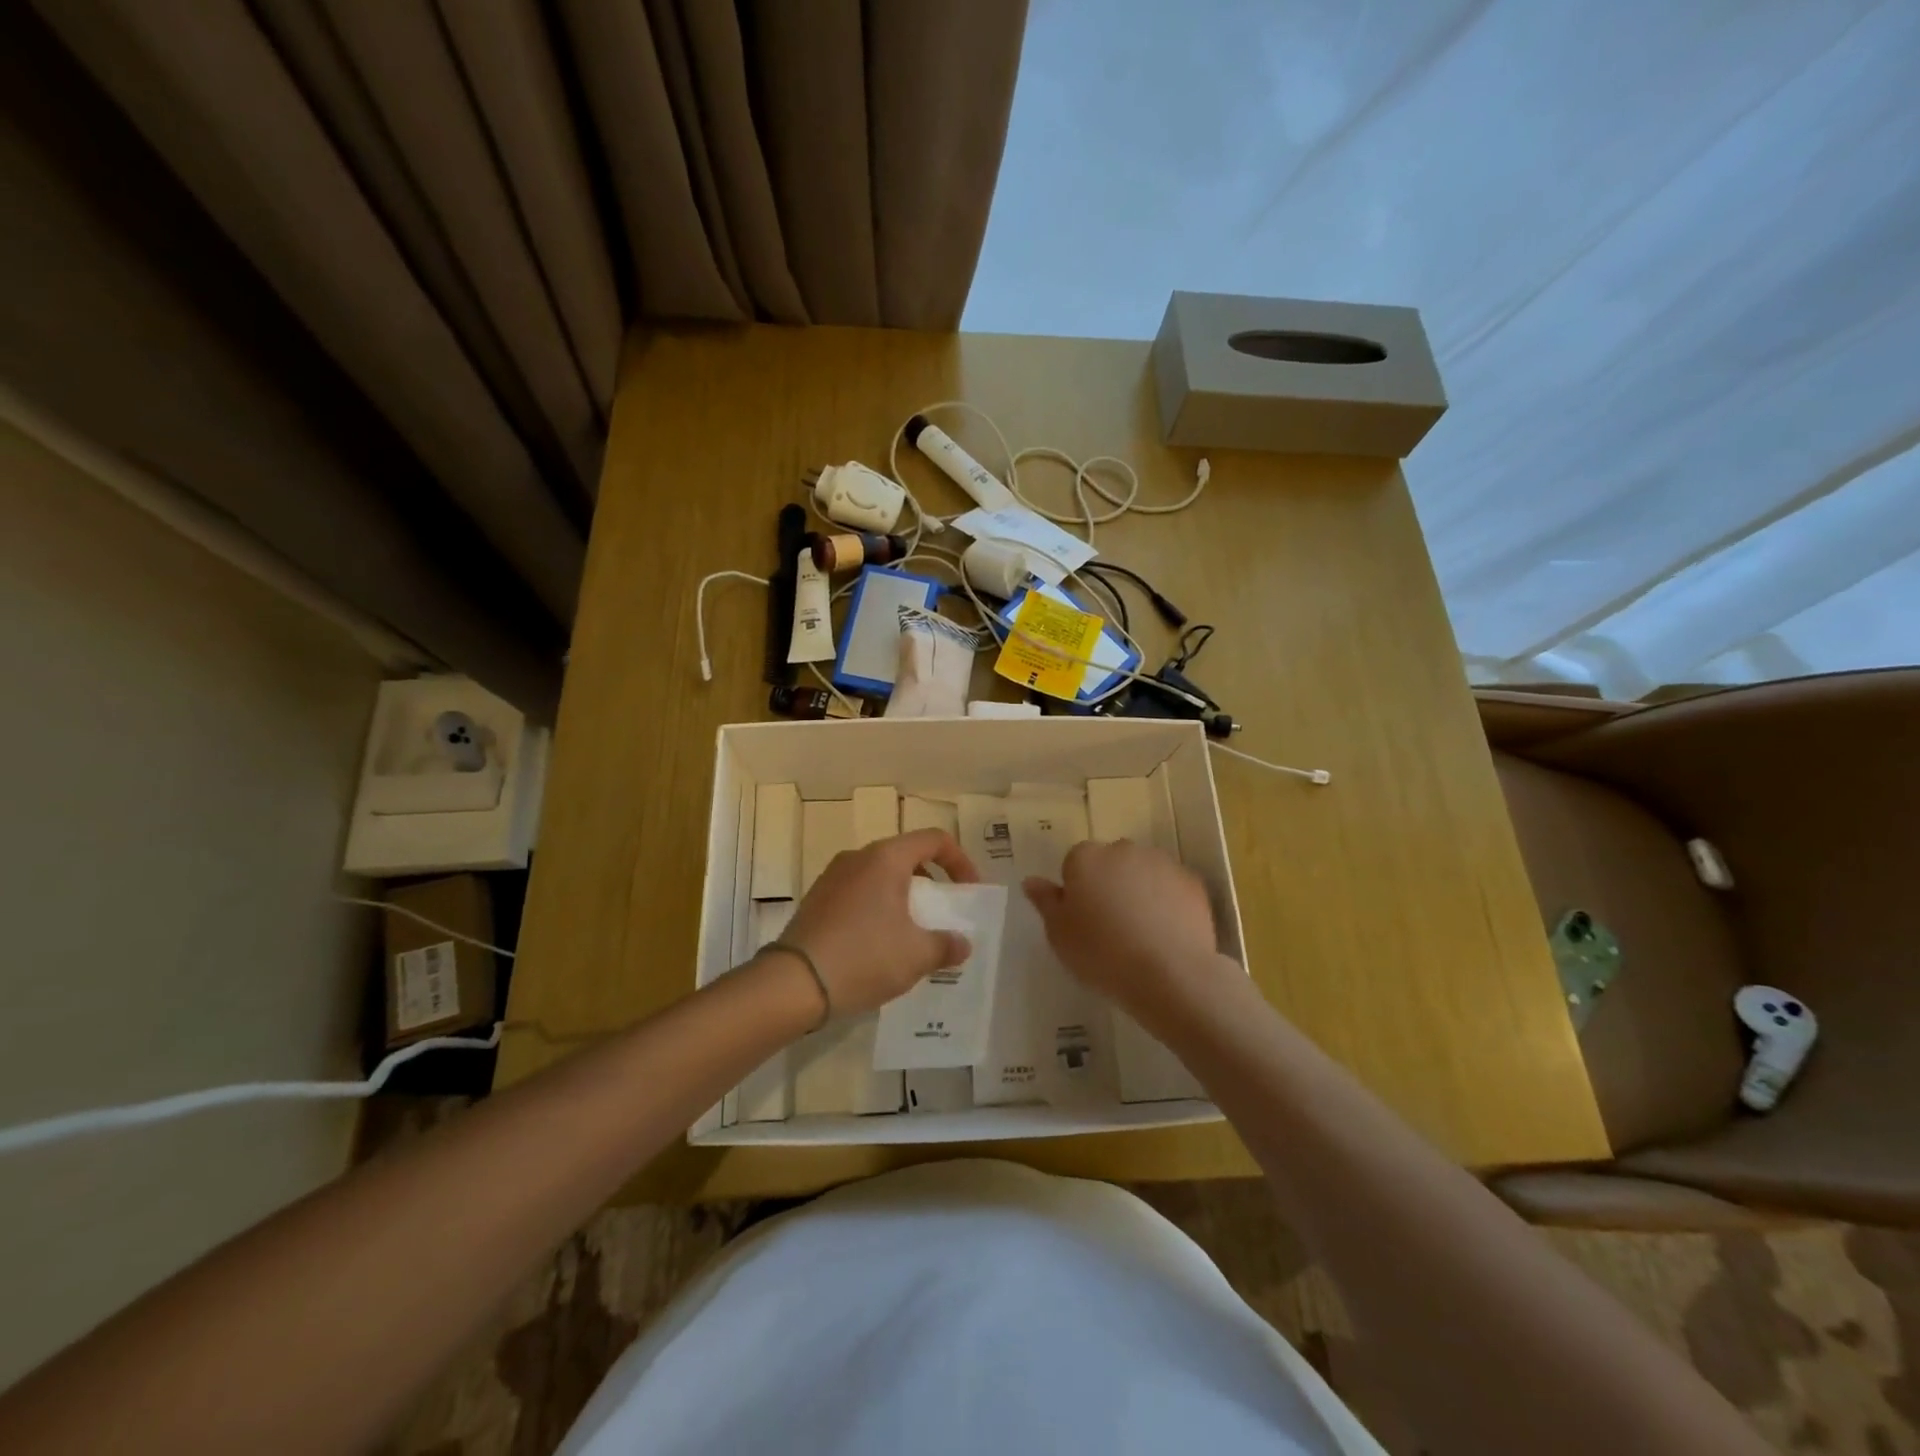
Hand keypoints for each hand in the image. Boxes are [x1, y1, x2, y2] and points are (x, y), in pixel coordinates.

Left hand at [778, 829, 979, 1016]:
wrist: (794, 983)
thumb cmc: (864, 957)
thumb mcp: (916, 955)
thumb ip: (946, 945)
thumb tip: (962, 943)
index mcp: (886, 858)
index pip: (934, 839)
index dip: (959, 861)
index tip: (969, 890)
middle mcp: (858, 858)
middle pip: (906, 856)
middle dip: (931, 882)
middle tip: (942, 913)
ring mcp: (833, 877)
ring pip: (880, 876)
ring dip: (903, 897)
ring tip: (912, 933)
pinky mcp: (817, 900)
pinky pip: (858, 893)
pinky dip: (877, 907)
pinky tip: (879, 944)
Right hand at [1023, 839, 1223, 1021]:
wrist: (1170, 973)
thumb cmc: (1101, 954)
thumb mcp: (1059, 934)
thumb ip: (1045, 902)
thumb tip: (1031, 881)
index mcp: (1086, 858)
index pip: (1074, 863)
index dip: (1077, 891)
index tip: (1083, 920)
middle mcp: (1123, 850)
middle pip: (1110, 861)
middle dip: (1109, 883)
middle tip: (1110, 925)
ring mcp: (1161, 863)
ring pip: (1143, 871)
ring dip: (1139, 889)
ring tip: (1141, 931)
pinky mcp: (1193, 882)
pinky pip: (1172, 887)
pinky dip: (1168, 901)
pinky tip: (1166, 933)